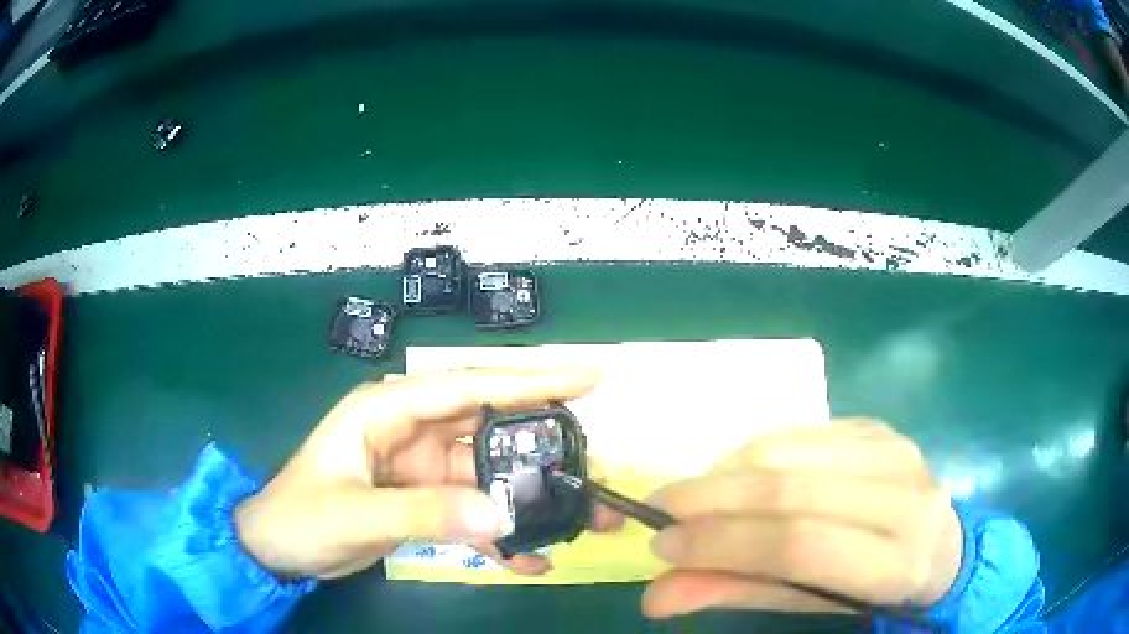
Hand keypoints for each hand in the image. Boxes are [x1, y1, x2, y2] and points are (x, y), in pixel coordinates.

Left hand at [234, 367, 620, 579]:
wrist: (277, 550)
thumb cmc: (299, 516)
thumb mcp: (354, 514)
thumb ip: (423, 512)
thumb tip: (502, 514)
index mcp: (387, 410)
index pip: (468, 387)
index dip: (530, 381)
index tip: (587, 379)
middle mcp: (411, 431)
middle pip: (490, 431)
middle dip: (544, 449)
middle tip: (597, 471)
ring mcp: (421, 468)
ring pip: (488, 475)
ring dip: (531, 498)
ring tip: (581, 520)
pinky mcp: (425, 500)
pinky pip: (472, 511)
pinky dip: (499, 531)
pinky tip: (529, 555)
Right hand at [643, 419, 961, 617]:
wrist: (935, 543)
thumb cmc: (871, 590)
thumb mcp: (812, 603)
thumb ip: (740, 594)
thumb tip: (656, 596)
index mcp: (896, 563)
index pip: (800, 546)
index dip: (725, 544)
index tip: (664, 546)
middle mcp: (904, 496)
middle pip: (791, 490)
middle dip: (711, 500)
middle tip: (660, 511)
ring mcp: (895, 450)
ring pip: (792, 450)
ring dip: (725, 472)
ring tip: (690, 496)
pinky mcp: (879, 426)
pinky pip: (802, 430)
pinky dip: (753, 452)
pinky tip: (734, 475)